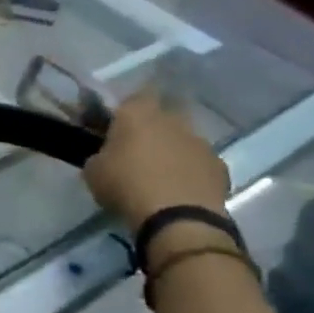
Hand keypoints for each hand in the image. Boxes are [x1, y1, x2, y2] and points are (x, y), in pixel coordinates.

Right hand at [84, 91, 229, 232]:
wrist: (178, 217)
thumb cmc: (126, 186)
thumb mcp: (93, 171)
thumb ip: (100, 155)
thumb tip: (108, 157)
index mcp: (137, 114)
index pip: (134, 95)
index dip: (126, 108)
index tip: (115, 124)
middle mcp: (172, 120)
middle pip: (163, 115)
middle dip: (152, 128)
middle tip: (137, 150)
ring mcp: (200, 142)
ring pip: (182, 139)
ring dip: (172, 151)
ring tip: (158, 175)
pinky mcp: (220, 166)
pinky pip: (199, 163)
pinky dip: (190, 172)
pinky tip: (178, 191)